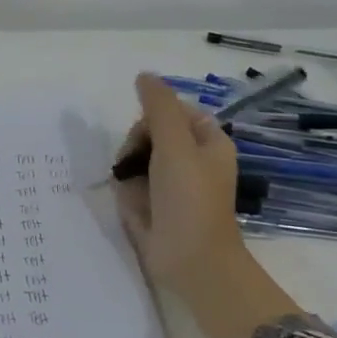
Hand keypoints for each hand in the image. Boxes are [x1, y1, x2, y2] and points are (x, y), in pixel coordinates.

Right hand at [115, 72, 244, 291]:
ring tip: (134, 190)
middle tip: (137, 164)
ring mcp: (172, 183)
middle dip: (137, 145)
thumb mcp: (175, 144)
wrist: (192, 262)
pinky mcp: (155, 204)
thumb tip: (144, 75)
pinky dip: (127, 190)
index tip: (148, 133)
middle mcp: (192, 159)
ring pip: (136, 157)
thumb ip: (158, 106)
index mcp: (208, 142)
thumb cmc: (190, 199)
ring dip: (128, 169)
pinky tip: (132, 205)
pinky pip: (132, 183)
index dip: (155, 116)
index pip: (173, 110)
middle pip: (150, 131)